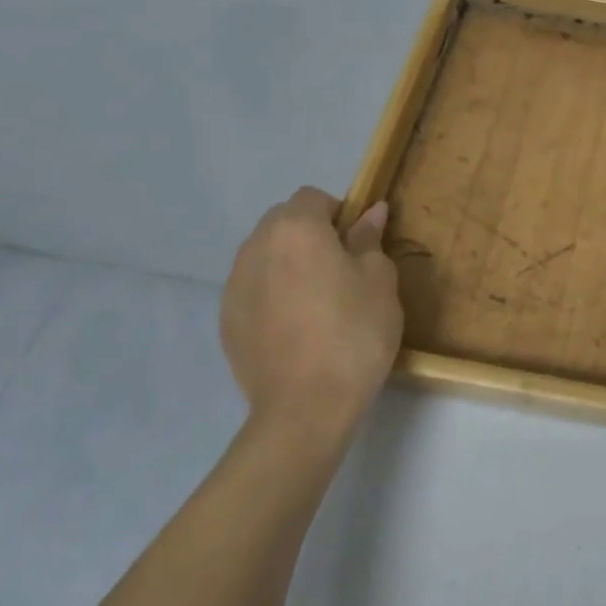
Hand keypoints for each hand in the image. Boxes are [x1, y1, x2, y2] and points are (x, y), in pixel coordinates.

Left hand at [220, 187, 402, 445]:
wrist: (305, 407)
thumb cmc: (354, 332)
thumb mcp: (379, 280)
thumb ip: (369, 239)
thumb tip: (370, 212)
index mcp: (295, 229)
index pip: (314, 197)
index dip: (339, 213)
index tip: (359, 244)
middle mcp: (256, 247)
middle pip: (284, 222)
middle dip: (310, 234)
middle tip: (341, 270)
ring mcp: (234, 285)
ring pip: (265, 255)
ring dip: (289, 263)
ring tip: (317, 301)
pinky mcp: (226, 320)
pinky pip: (253, 289)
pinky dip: (273, 294)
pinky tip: (296, 327)